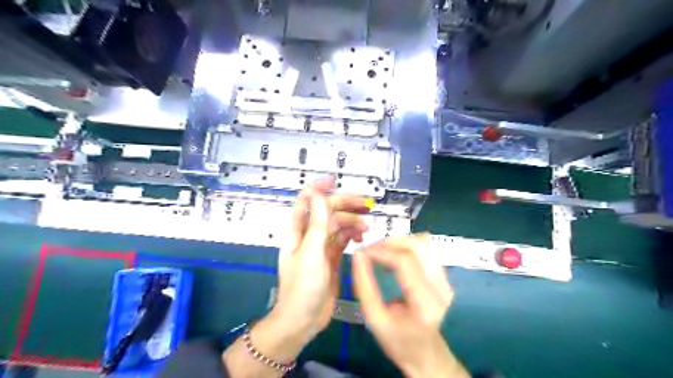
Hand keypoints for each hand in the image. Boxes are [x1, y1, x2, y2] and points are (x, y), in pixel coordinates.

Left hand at [225, 177, 373, 377]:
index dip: (318, 188)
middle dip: (345, 205)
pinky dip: (352, 236)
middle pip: (327, 212)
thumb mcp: (311, 253)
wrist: (303, 320)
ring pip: (337, 226)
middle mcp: (309, 235)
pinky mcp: (331, 258)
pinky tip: (361, 238)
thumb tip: (318, 194)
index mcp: (298, 231)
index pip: (306, 201)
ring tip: (367, 228)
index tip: (334, 179)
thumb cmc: (302, 287)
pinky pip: (343, 240)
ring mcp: (321, 247)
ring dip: (352, 222)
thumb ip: (317, 224)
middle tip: (366, 205)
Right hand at [353, 235, 468, 375]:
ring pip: (423, 244)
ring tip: (380, 250)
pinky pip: (426, 250)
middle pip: (417, 247)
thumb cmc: (398, 341)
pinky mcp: (444, 276)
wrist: (426, 354)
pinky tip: (394, 255)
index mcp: (425, 303)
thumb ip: (364, 285)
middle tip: (370, 249)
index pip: (405, 262)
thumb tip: (358, 254)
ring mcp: (446, 280)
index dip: (381, 251)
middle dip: (389, 242)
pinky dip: (407, 246)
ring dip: (398, 242)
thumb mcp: (374, 318)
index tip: (361, 252)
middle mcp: (441, 287)